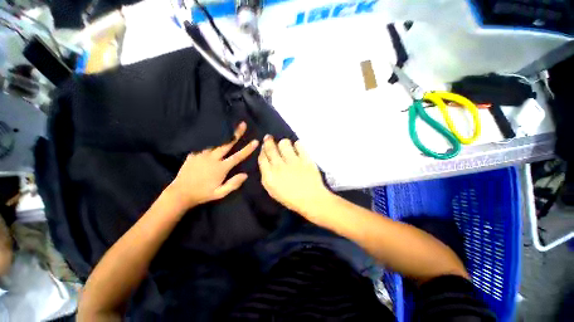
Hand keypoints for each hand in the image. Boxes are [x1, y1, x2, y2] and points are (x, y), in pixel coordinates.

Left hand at [167, 122, 258, 210]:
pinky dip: (210, 138)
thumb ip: (233, 184)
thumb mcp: (220, 193)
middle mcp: (212, 158)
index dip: (247, 149)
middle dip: (236, 133)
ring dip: (223, 133)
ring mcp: (202, 154)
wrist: (180, 193)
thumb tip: (245, 175)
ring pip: (215, 141)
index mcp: (221, 167)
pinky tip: (212, 133)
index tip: (255, 141)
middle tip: (243, 124)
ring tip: (228, 124)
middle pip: (227, 143)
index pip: (237, 156)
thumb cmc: (203, 194)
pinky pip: (203, 144)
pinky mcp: (193, 154)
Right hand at [258, 136, 329, 215]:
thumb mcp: (273, 191)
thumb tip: (266, 162)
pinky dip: (297, 145)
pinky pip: (299, 145)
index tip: (264, 147)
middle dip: (268, 141)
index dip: (262, 150)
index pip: (262, 158)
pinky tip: (297, 148)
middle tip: (269, 137)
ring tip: (285, 145)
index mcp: (270, 176)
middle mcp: (279, 166)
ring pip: (284, 143)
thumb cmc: (291, 198)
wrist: (312, 200)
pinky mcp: (305, 158)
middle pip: (270, 148)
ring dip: (283, 143)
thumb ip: (267, 176)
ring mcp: (293, 161)